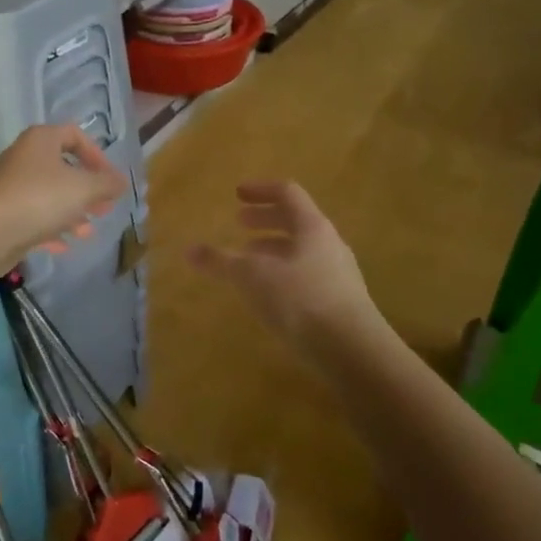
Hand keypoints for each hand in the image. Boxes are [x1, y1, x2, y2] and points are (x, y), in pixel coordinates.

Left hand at [0, 124, 128, 270]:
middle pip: (62, 168)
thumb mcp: (84, 189)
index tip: (109, 179)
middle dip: (87, 190)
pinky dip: (50, 229)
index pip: (74, 135)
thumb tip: (122, 182)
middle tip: (105, 208)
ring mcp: (11, 186)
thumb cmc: (41, 198)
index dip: (97, 155)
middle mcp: (24, 157)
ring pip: (49, 196)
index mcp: (41, 140)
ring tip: (88, 232)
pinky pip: (33, 217)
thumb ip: (107, 184)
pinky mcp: (3, 213)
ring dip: (71, 213)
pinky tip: (64, 247)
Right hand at [188, 182, 377, 353]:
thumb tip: (189, 249)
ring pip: (301, 250)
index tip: (237, 194)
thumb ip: (220, 261)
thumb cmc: (299, 299)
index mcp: (312, 227)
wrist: (351, 350)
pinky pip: (306, 276)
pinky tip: (268, 294)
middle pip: (296, 221)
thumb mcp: (251, 277)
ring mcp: (338, 274)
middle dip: (265, 220)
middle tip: (240, 223)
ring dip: (272, 249)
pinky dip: (282, 274)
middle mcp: (329, 244)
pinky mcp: (340, 303)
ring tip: (247, 260)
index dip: (260, 190)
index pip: (287, 193)